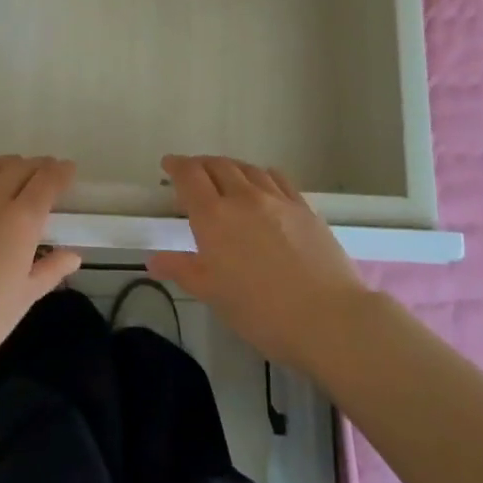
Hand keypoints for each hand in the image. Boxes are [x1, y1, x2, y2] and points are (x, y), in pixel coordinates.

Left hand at [0, 154, 81, 376]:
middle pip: (19, 170)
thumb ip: (50, 270)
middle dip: (37, 165)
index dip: (60, 172)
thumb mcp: (23, 299)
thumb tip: (74, 255)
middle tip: (46, 168)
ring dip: (6, 162)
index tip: (69, 168)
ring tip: (16, 163)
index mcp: (21, 222)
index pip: (46, 184)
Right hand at [148, 155, 371, 372]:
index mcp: (214, 216)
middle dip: (200, 165)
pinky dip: (260, 174)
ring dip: (229, 167)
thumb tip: (154, 260)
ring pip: (247, 168)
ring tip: (224, 176)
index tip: (168, 164)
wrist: (328, 318)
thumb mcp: (214, 295)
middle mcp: (242, 197)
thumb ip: (184, 270)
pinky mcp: (303, 206)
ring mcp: (276, 198)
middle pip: (217, 165)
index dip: (176, 166)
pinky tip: (262, 183)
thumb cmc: (261, 312)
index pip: (189, 176)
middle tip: (192, 173)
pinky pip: (276, 178)